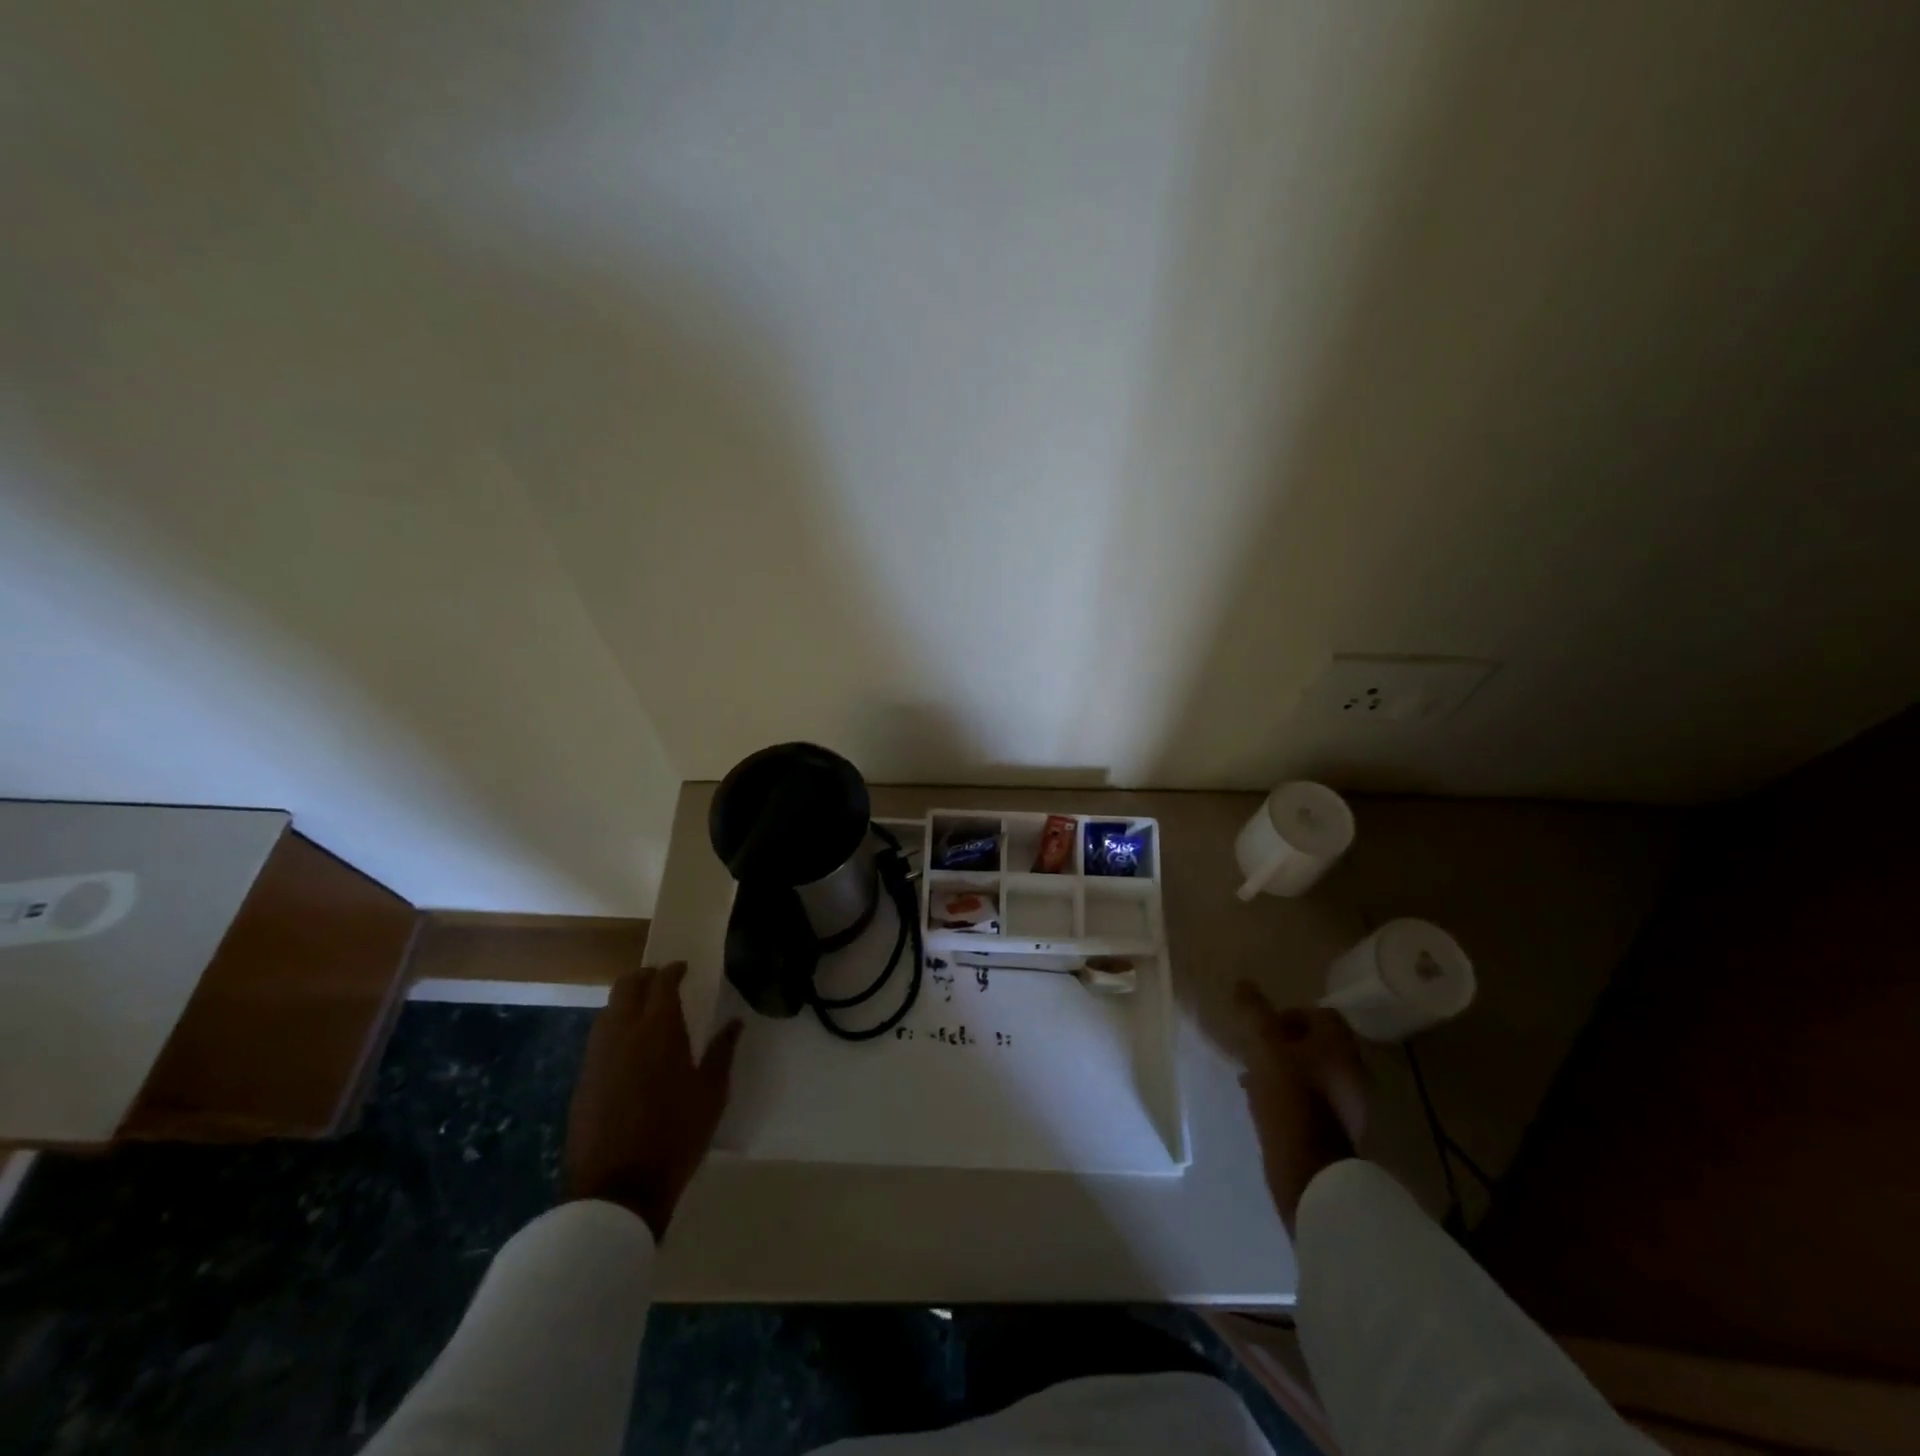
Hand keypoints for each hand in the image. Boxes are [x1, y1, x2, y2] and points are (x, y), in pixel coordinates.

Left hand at [563, 962, 743, 1239]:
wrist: (617, 1188)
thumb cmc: (675, 1135)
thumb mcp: (711, 1094)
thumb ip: (722, 1052)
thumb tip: (734, 1022)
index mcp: (659, 1029)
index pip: (663, 982)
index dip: (673, 970)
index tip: (684, 968)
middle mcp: (623, 1032)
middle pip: (627, 986)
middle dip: (645, 976)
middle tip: (662, 980)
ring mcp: (597, 1056)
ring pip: (607, 1010)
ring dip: (626, 1001)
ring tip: (645, 1011)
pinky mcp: (583, 1080)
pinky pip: (598, 1038)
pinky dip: (614, 1028)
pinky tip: (627, 1046)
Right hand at [1235, 984, 1368, 1233]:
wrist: (1310, 1171)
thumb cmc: (1289, 1099)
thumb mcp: (1264, 1048)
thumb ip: (1255, 1013)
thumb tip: (1243, 984)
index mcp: (1340, 1047)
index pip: (1321, 1014)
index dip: (1290, 1013)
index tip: (1264, 1026)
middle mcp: (1352, 1071)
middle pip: (1316, 1044)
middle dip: (1283, 1043)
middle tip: (1255, 1050)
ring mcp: (1349, 1104)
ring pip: (1311, 1073)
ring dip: (1284, 1070)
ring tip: (1252, 1078)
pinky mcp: (1338, 1131)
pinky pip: (1311, 1100)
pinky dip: (1290, 1096)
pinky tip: (1264, 1105)